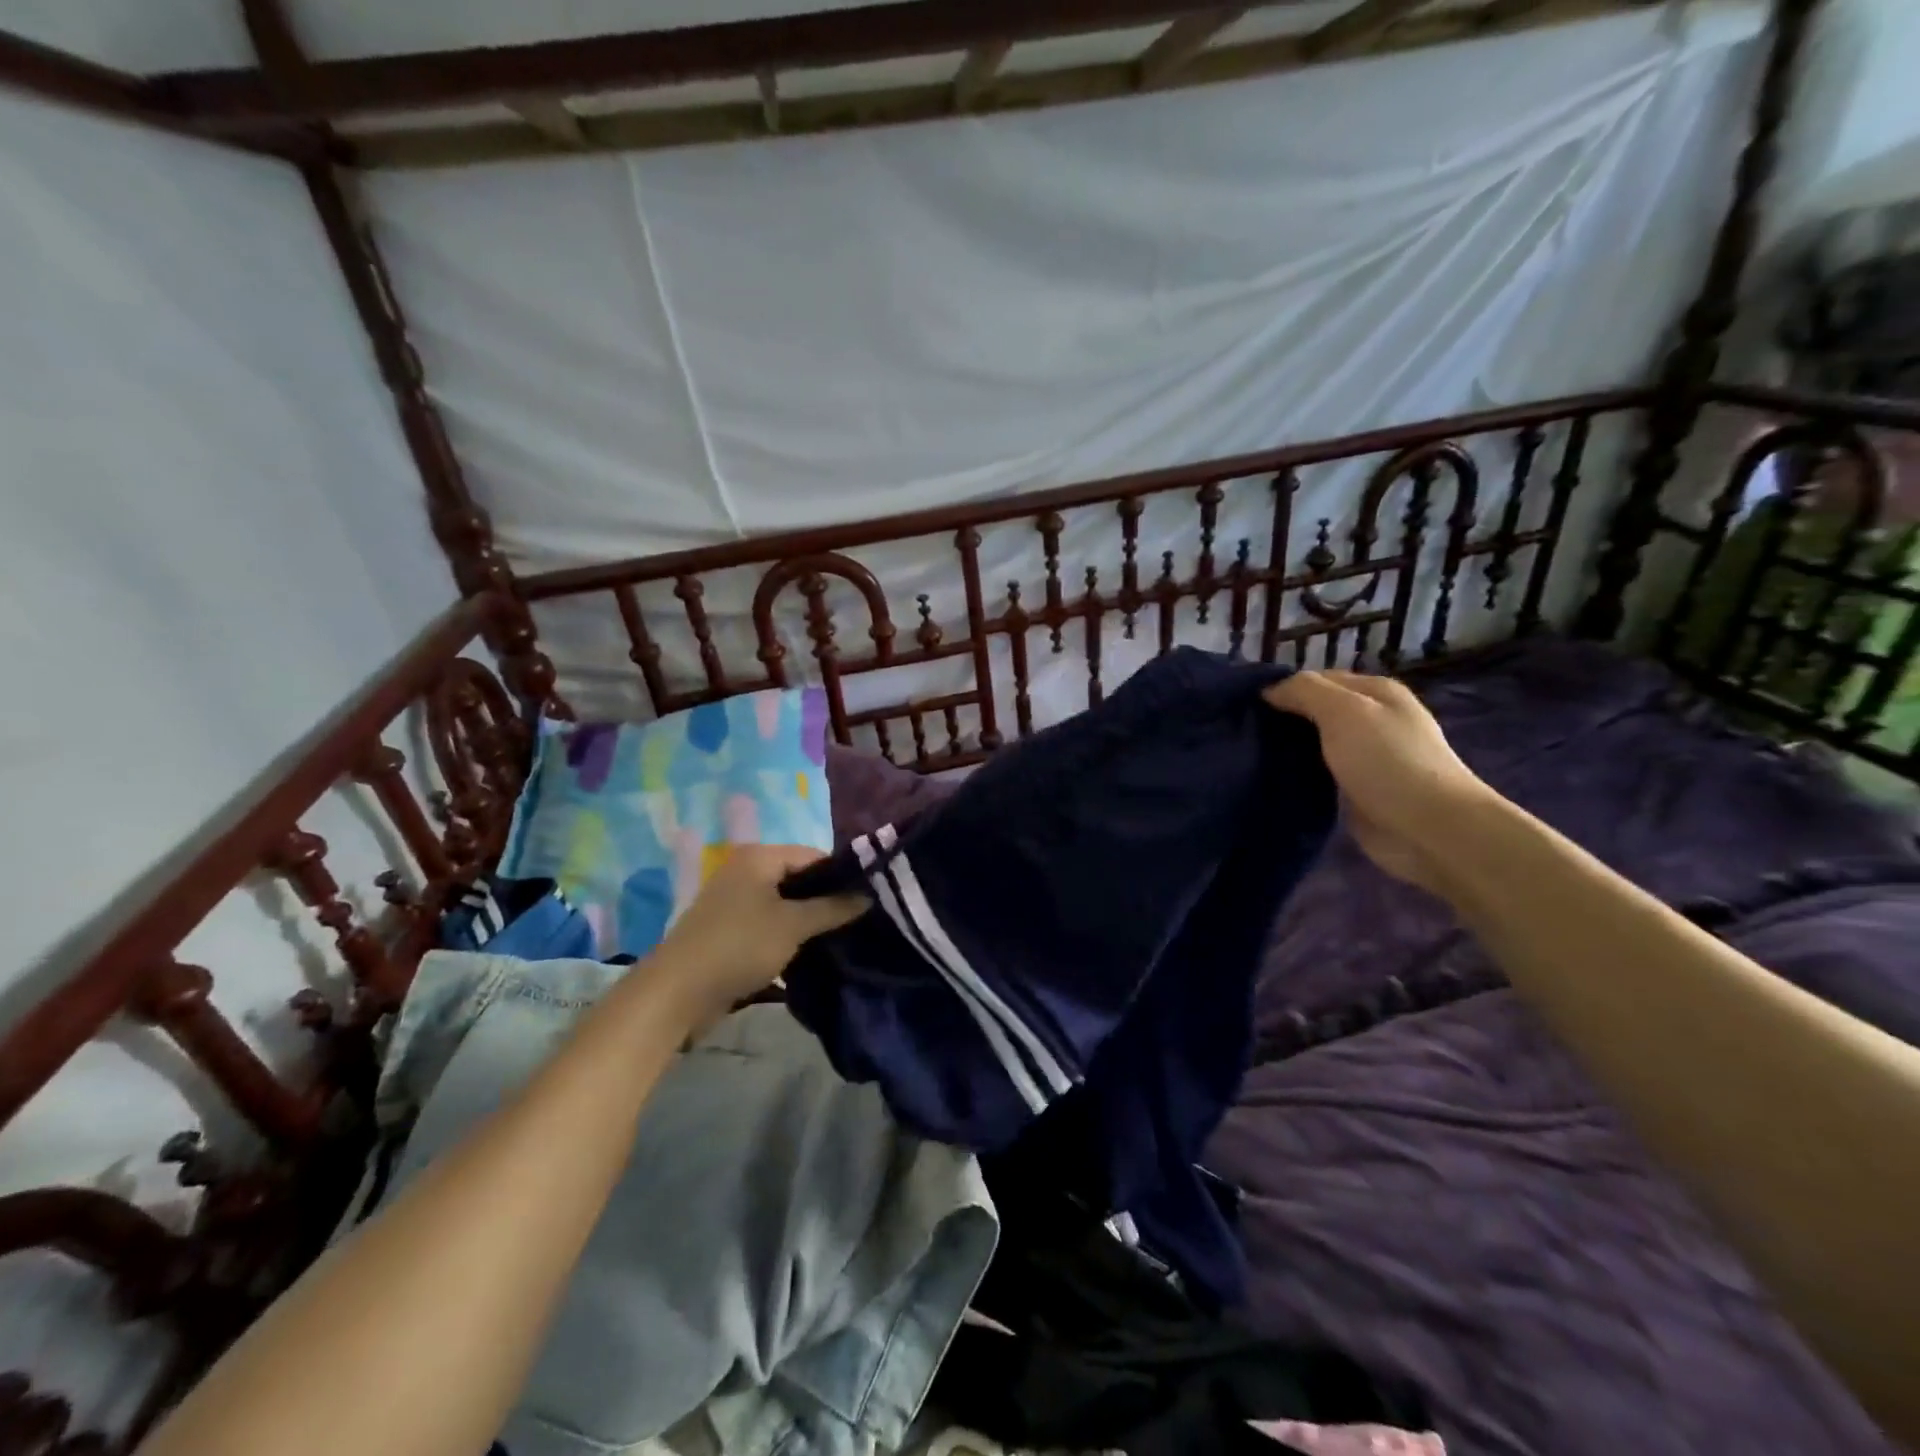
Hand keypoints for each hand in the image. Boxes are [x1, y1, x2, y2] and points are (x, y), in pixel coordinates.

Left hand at [650, 845, 867, 1018]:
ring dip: (809, 921)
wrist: (678, 993)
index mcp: (759, 857)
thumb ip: (832, 907)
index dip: (841, 875)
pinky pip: (769, 924)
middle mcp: (745, 871)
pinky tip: (811, 952)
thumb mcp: (793, 925)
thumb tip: (868, 895)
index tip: (868, 899)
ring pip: (785, 904)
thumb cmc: (740, 945)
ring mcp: (734, 901)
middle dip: (826, 900)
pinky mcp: (729, 930)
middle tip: (859, 920)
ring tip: (841, 938)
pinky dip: (788, 935)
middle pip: (798, 879)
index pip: (813, 855)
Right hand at [1264, 669, 1496, 895]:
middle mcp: (1373, 719)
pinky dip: (1298, 774)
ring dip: (1288, 748)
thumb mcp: (1344, 712)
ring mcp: (1367, 757)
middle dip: (1283, 718)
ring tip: (1247, 754)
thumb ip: (1305, 691)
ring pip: (1315, 743)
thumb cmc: (1388, 761)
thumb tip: (1269, 690)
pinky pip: (1319, 773)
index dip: (1283, 687)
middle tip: (1241, 730)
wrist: (1430, 829)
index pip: (1318, 678)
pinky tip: (1272, 779)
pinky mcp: (1358, 790)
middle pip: (1316, 711)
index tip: (1245, 705)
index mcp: (1375, 692)